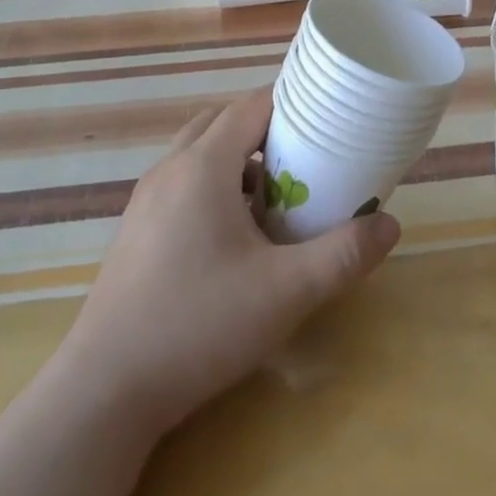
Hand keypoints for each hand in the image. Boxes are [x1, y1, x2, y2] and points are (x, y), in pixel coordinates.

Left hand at [57, 90, 400, 434]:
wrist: (106, 389)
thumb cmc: (199, 325)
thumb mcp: (286, 292)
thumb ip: (343, 255)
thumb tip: (390, 225)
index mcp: (203, 165)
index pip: (251, 106)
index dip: (291, 106)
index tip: (327, 124)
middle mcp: (170, 169)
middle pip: (223, 123)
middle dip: (266, 132)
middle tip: (305, 163)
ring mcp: (146, 199)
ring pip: (198, 154)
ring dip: (237, 162)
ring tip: (274, 201)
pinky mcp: (135, 229)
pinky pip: (181, 184)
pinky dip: (212, 187)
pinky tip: (233, 239)